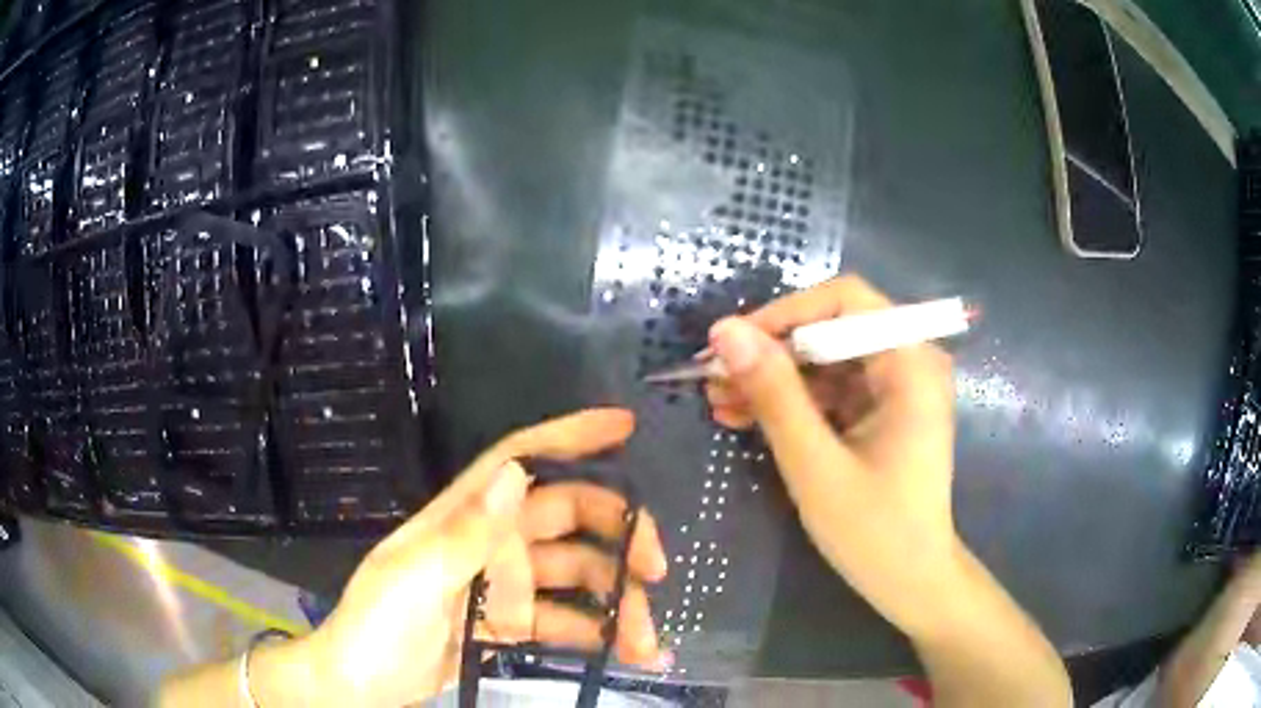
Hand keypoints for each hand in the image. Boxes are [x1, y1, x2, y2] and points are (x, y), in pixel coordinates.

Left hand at [256, 409, 668, 707]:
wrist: (359, 685)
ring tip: (646, 639)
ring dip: (615, 603)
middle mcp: (489, 543)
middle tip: (656, 568)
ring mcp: (503, 587)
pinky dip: (597, 635)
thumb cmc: (376, 626)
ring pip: (574, 578)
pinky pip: (563, 622)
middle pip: (567, 519)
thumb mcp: (414, 581)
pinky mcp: (509, 626)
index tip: (624, 427)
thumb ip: (467, 532)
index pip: (520, 459)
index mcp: (462, 518)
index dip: (569, 437)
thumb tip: (515, 471)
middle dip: (618, 535)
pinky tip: (630, 655)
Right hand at [705, 275, 958, 637]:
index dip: (783, 314)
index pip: (844, 301)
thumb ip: (774, 394)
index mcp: (911, 364)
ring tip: (719, 401)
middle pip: (832, 329)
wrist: (913, 582)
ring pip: (825, 360)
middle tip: (713, 379)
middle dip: (771, 352)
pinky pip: (831, 389)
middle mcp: (910, 362)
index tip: (729, 345)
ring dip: (773, 379)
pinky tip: (746, 417)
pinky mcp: (883, 410)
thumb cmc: (875, 532)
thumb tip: (725, 332)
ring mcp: (897, 387)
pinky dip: (791, 402)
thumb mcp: (815, 464)